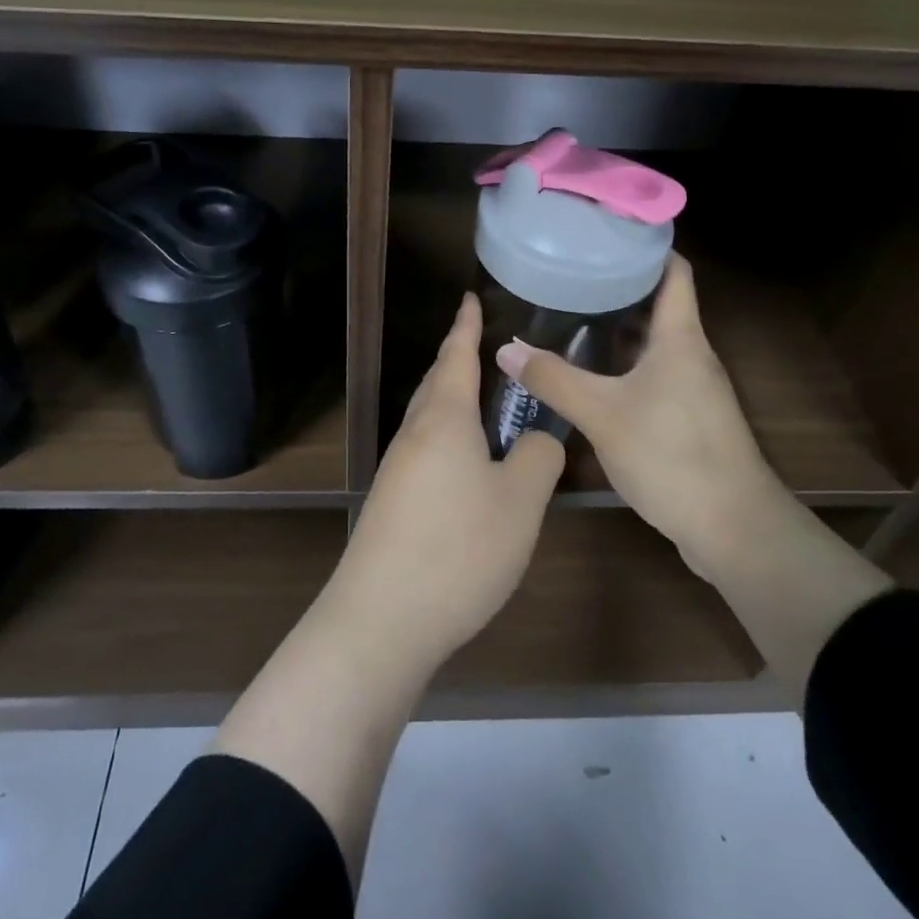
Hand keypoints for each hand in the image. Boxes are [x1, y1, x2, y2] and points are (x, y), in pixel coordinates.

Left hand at [330, 293, 565, 666]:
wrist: (380, 620)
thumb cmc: (458, 548)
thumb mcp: (520, 502)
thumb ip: (537, 458)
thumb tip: (536, 439)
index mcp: (444, 419)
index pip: (456, 357)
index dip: (465, 326)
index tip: (469, 298)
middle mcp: (414, 435)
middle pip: (436, 385)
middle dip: (458, 363)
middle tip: (486, 351)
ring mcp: (397, 470)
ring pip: (430, 421)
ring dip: (455, 404)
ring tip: (486, 408)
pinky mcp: (391, 503)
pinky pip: (426, 452)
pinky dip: (450, 441)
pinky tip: (469, 469)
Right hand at [495, 253, 776, 582]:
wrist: (733, 528)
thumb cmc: (673, 455)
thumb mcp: (603, 414)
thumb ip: (553, 379)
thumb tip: (505, 348)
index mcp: (680, 337)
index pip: (674, 270)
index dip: (648, 245)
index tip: (607, 231)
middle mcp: (691, 354)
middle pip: (660, 303)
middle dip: (620, 285)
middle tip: (572, 272)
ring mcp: (693, 388)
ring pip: (654, 342)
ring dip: (619, 328)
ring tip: (571, 315)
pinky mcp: (688, 417)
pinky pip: (654, 374)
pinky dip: (624, 364)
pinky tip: (591, 374)